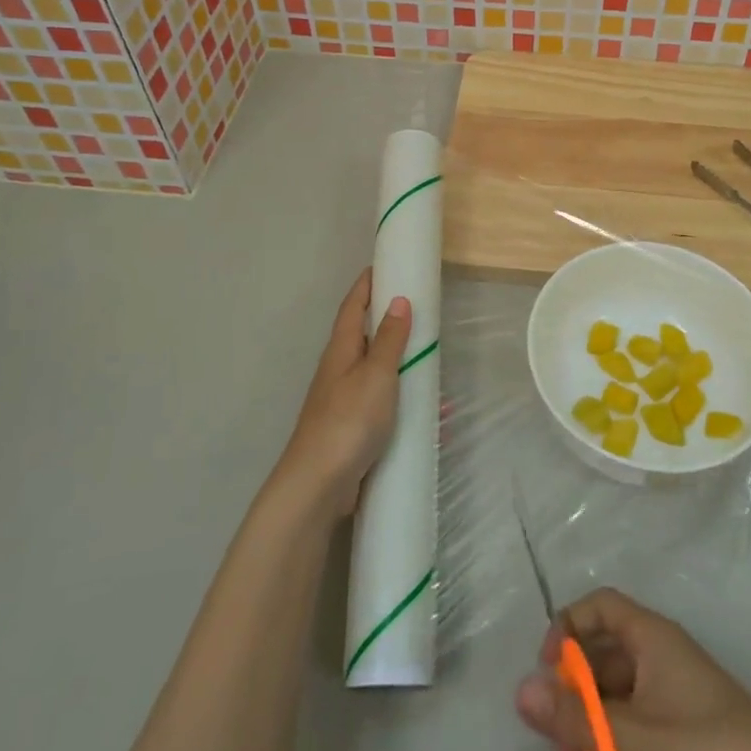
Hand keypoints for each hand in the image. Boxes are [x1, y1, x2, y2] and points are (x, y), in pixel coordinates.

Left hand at [275, 270, 411, 515]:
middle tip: (417, 306)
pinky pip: (385, 404)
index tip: (384, 264)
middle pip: (363, 335)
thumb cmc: (348, 420)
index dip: (367, 284)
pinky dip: (406, 400)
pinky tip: (432, 413)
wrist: (319, 485)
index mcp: (341, 350)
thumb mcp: (376, 374)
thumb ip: (390, 340)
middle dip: (387, 319)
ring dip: (400, 361)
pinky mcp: (354, 429)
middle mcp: (340, 370)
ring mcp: (345, 401)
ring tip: (431, 356)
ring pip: (376, 370)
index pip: (353, 306)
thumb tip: (399, 300)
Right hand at [515, 589, 750, 750]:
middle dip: (574, 726)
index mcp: (652, 640)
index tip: (547, 676)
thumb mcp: (637, 742)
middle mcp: (663, 662)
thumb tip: (519, 690)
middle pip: (602, 674)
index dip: (568, 630)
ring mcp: (680, 705)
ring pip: (621, 721)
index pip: (599, 607)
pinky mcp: (696, 747)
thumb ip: (577, 719)